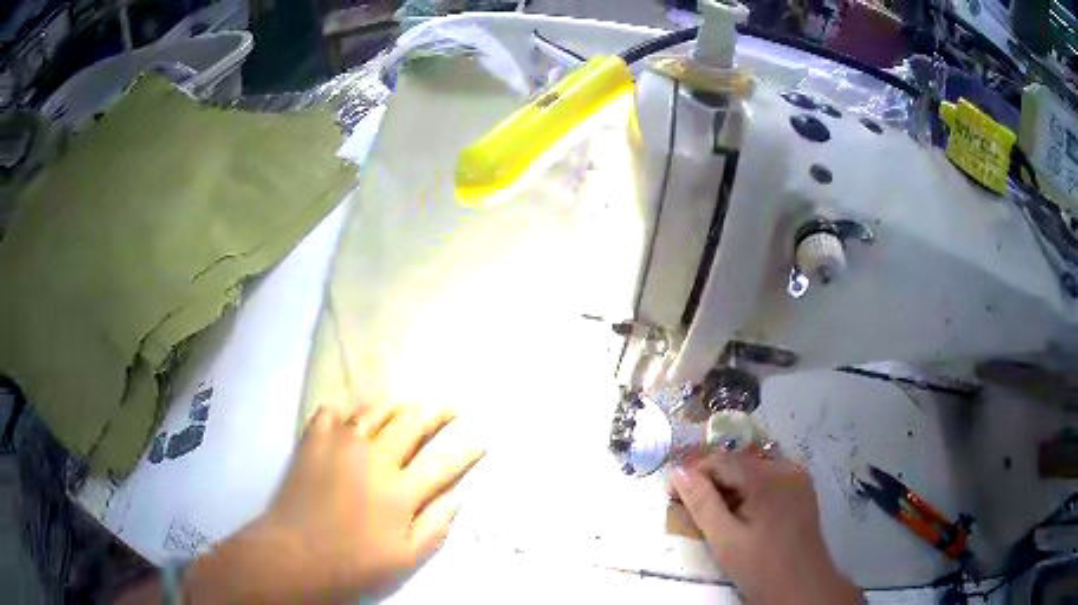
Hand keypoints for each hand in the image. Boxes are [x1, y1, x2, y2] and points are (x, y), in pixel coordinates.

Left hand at [185, 404, 484, 603]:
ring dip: (394, 405)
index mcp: (401, 490)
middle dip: (436, 413)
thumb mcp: (405, 558)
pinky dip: (344, 412)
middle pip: (412, 425)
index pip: (443, 464)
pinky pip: (331, 413)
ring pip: (374, 412)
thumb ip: (435, 526)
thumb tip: (457, 497)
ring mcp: (341, 444)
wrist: (295, 555)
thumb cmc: (353, 564)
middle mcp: (375, 458)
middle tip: (449, 405)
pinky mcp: (313, 441)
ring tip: (405, 402)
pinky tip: (349, 416)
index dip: (466, 452)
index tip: (481, 441)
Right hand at [669, 448, 860, 604]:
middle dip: (712, 481)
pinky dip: (750, 490)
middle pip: (739, 462)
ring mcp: (798, 477)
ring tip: (715, 513)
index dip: (694, 473)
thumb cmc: (761, 567)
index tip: (673, 494)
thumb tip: (677, 471)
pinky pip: (770, 478)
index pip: (721, 459)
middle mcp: (786, 467)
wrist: (802, 588)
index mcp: (768, 477)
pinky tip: (742, 513)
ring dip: (731, 485)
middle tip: (690, 506)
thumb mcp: (725, 540)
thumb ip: (701, 503)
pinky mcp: (802, 489)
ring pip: (754, 469)